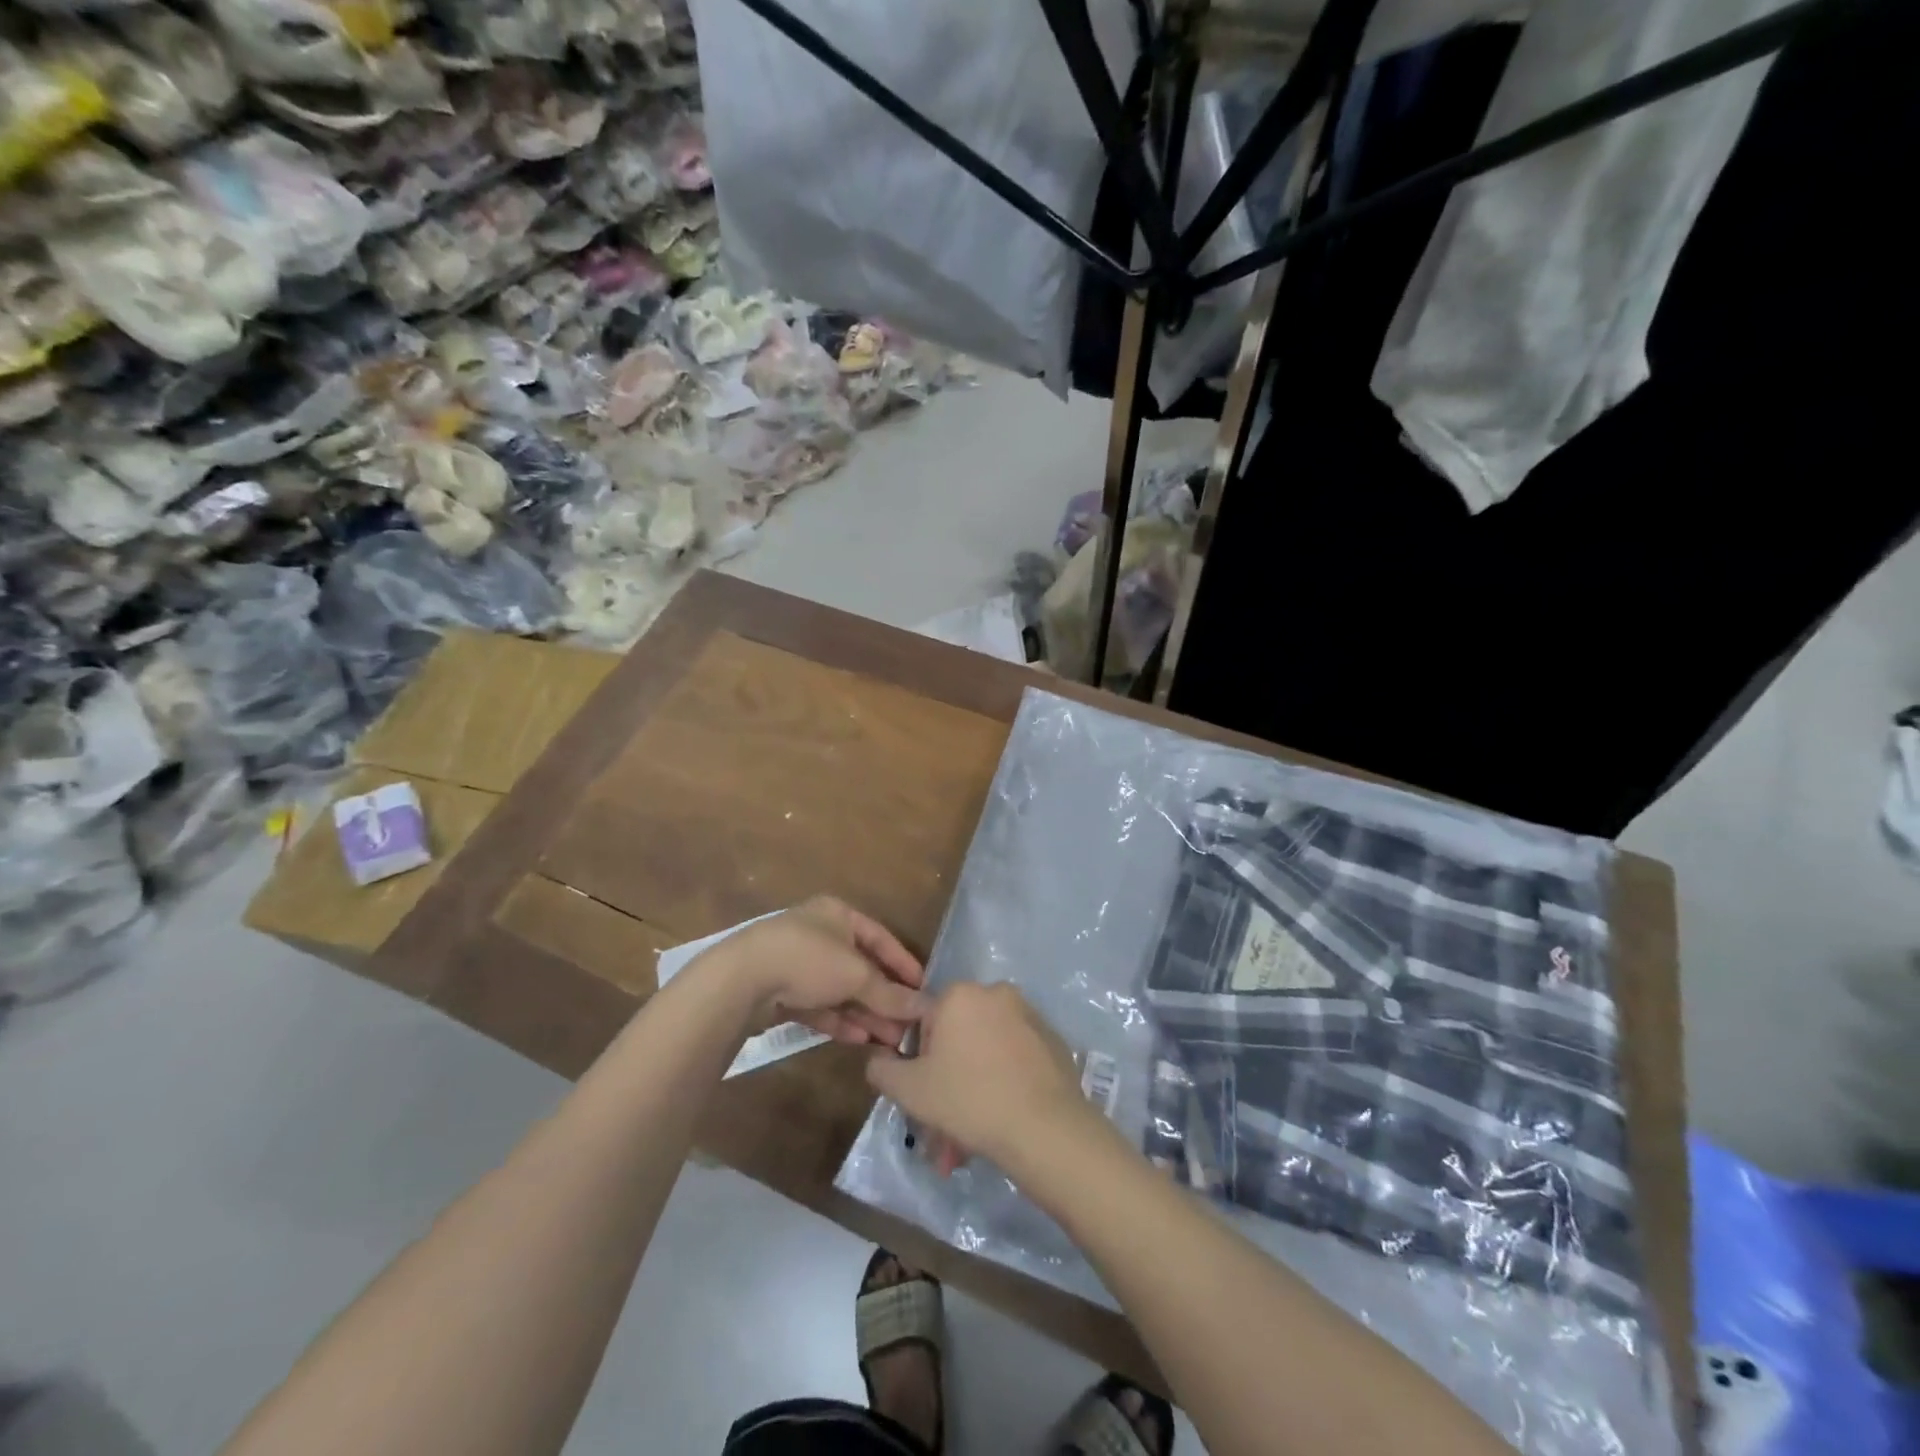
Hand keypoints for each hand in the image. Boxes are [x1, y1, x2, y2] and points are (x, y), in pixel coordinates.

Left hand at [696, 897, 926, 1048]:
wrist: (741, 980)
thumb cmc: (809, 960)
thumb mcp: (856, 975)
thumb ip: (890, 993)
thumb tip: (924, 1007)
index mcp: (838, 915)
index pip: (881, 937)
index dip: (903, 963)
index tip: (923, 989)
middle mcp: (819, 934)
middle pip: (860, 967)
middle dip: (884, 997)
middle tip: (907, 1025)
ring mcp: (797, 963)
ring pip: (839, 990)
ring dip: (865, 1013)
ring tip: (890, 1040)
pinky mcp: (780, 992)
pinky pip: (818, 1005)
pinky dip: (839, 1020)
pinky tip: (860, 1039)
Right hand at [865, 982, 1095, 1177]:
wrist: (1043, 1127)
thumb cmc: (968, 1099)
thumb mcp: (909, 1089)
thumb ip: (882, 1068)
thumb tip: (878, 1058)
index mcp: (960, 994)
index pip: (926, 1023)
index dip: (920, 1062)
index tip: (924, 1096)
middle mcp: (996, 993)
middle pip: (959, 1040)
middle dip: (947, 1084)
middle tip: (944, 1131)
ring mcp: (1029, 1015)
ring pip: (987, 1054)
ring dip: (973, 1090)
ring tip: (970, 1142)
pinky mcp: (1053, 1040)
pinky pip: (1016, 1060)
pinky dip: (1004, 1084)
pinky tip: (1002, 1123)